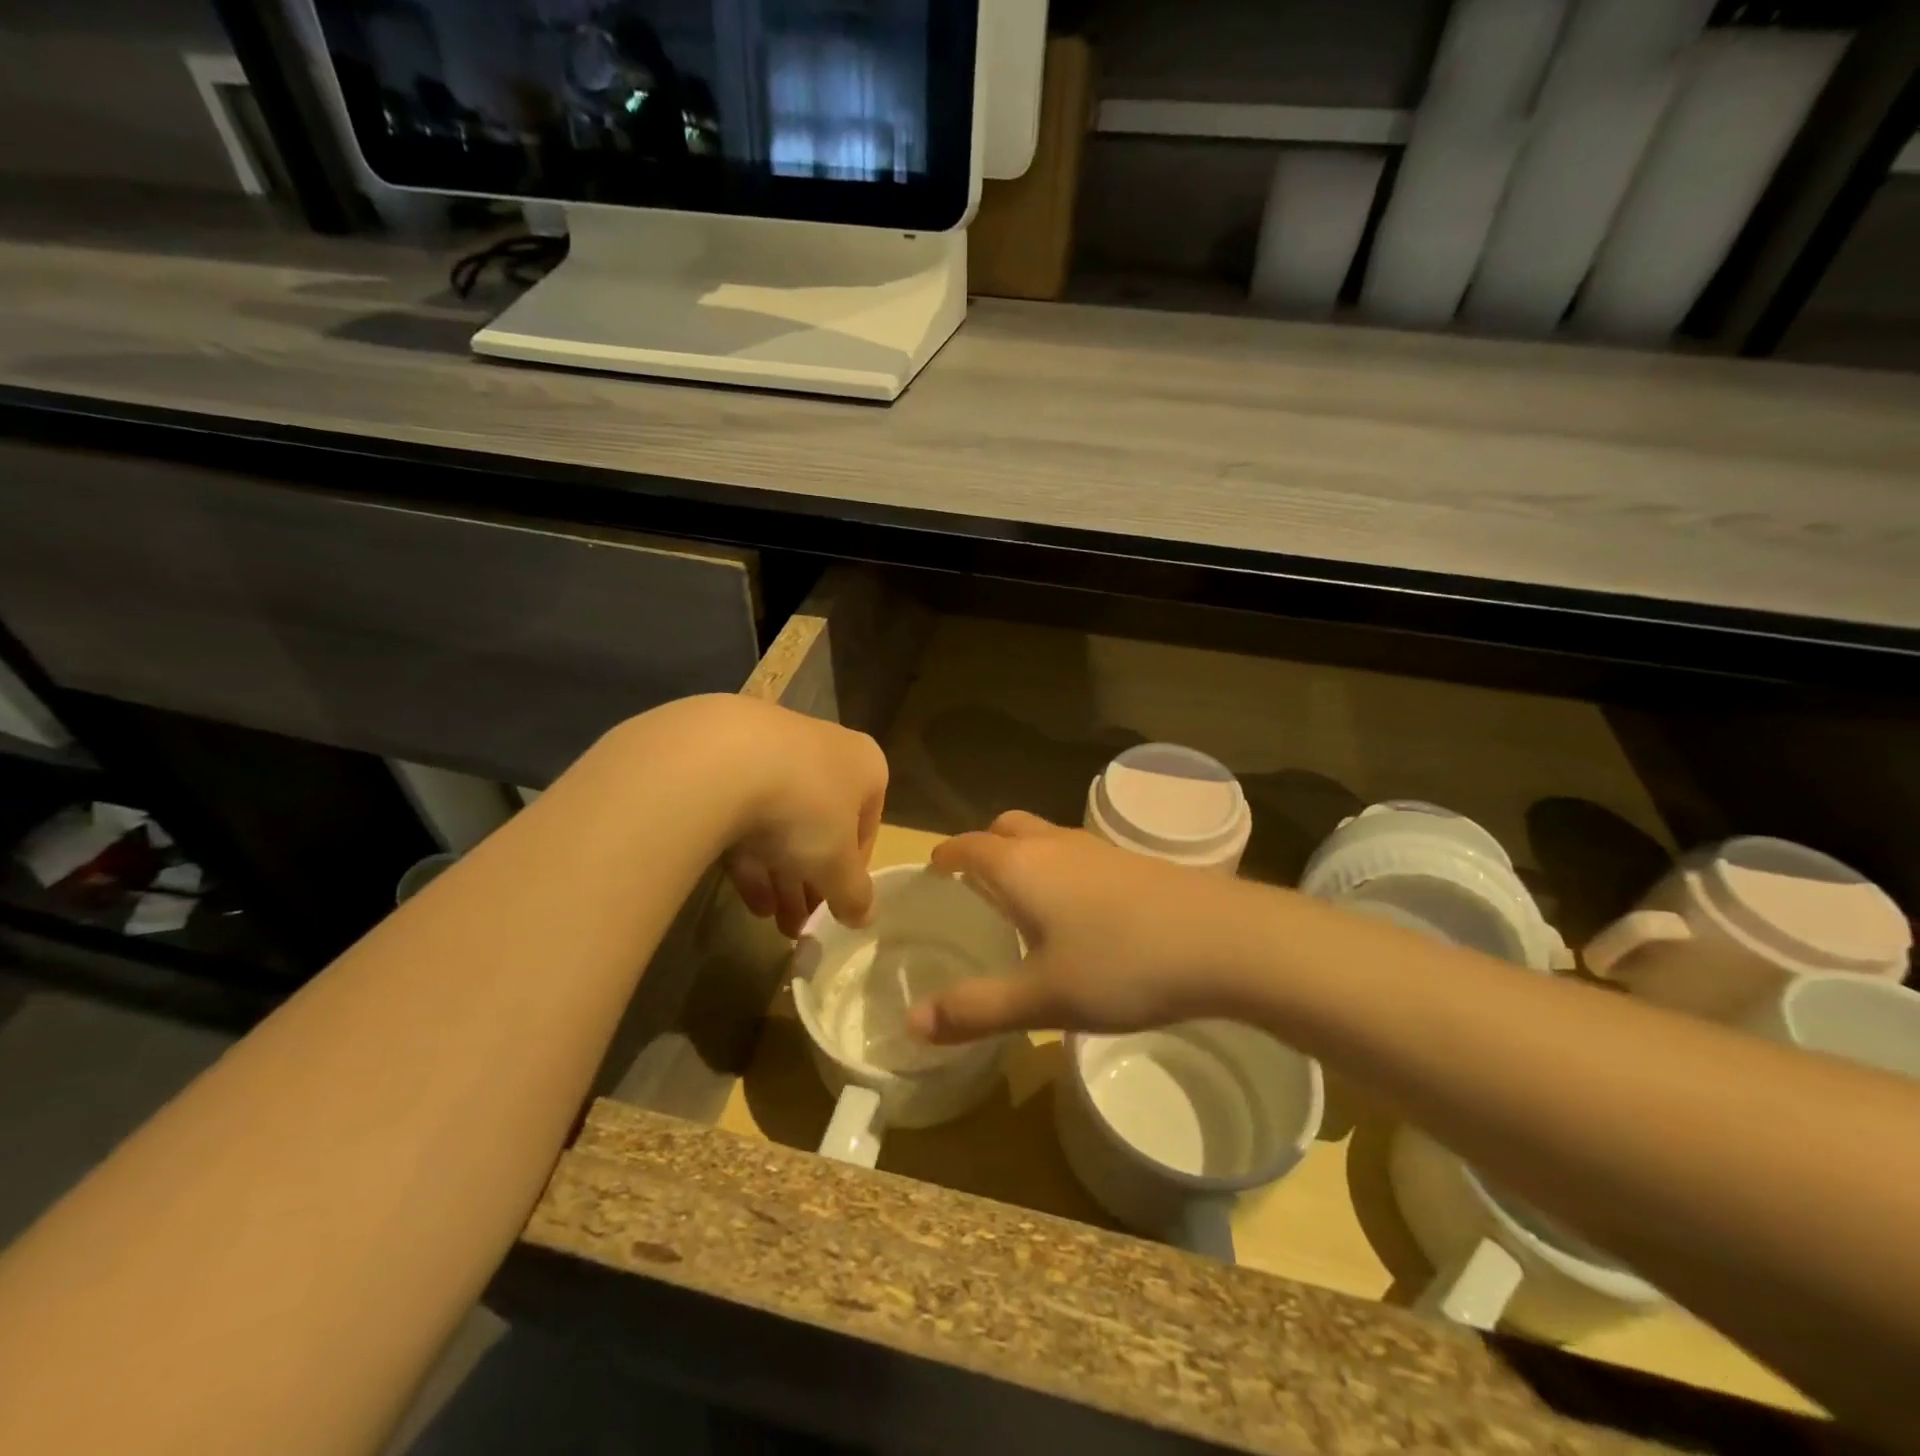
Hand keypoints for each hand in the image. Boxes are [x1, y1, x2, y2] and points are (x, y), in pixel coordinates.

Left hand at [656, 696, 886, 938]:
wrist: (720, 759)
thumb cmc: (804, 808)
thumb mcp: (837, 864)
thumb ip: (854, 894)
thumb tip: (863, 918)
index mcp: (864, 765)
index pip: (866, 826)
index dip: (852, 873)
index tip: (836, 906)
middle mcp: (823, 749)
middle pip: (821, 825)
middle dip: (811, 880)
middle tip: (799, 924)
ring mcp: (771, 749)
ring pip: (781, 820)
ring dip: (779, 874)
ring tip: (769, 921)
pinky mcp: (722, 757)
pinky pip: (743, 811)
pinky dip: (747, 852)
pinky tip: (742, 894)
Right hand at [907, 811, 1249, 1043]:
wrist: (1224, 940)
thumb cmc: (1120, 965)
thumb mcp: (1042, 998)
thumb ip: (976, 1010)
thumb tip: (912, 1023)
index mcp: (1021, 866)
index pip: (969, 846)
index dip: (947, 855)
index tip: (934, 868)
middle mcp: (1055, 844)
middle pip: (1007, 828)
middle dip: (984, 847)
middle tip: (975, 883)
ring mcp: (1099, 848)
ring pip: (1046, 837)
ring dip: (1025, 856)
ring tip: (1024, 899)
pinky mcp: (1134, 863)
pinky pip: (1079, 853)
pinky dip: (1061, 868)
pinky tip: (1080, 912)